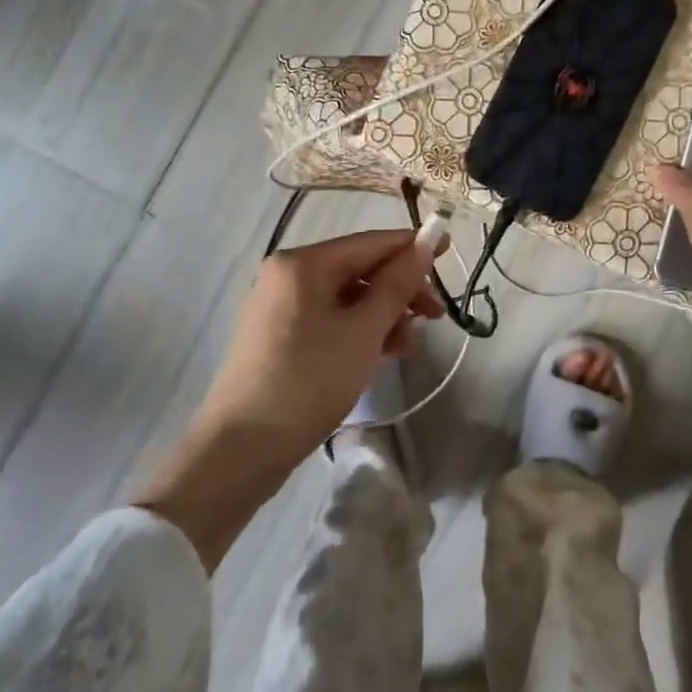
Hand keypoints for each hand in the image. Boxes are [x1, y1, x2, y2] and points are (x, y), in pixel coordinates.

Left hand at [134, 229, 442, 567]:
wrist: (240, 451)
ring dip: (382, 314)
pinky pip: (329, 318)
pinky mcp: (277, 336)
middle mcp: (286, 275)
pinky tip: (379, 352)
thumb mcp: (363, 331)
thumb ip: (398, 283)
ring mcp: (278, 306)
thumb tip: (429, 241)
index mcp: (302, 264)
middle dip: (399, 290)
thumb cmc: (308, 382)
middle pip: (358, 269)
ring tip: (406, 345)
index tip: (450, 251)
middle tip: (434, 317)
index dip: (413, 246)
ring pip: (345, 296)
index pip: (370, 243)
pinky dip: (358, 329)